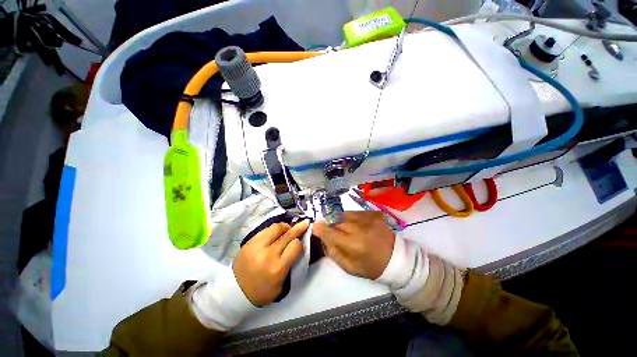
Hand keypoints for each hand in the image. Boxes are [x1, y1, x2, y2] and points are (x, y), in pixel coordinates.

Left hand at [233, 220, 308, 306]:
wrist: (235, 292)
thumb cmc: (263, 291)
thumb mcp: (282, 283)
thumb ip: (291, 263)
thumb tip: (298, 243)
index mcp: (277, 268)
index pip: (296, 246)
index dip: (300, 243)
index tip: (300, 244)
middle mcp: (267, 254)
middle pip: (287, 234)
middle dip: (298, 228)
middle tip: (304, 224)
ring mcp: (256, 246)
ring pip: (276, 227)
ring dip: (285, 227)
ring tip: (288, 229)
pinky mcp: (249, 242)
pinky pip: (265, 229)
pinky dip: (273, 230)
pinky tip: (275, 233)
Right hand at [314, 212, 394, 279]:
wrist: (397, 259)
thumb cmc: (372, 267)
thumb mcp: (350, 268)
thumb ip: (334, 253)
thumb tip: (324, 240)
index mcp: (353, 244)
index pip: (330, 233)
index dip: (320, 229)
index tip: (314, 227)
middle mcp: (359, 228)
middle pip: (336, 222)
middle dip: (331, 226)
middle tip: (333, 233)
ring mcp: (367, 218)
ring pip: (344, 215)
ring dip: (340, 221)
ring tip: (345, 229)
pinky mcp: (373, 213)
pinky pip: (354, 213)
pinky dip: (350, 218)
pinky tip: (355, 225)